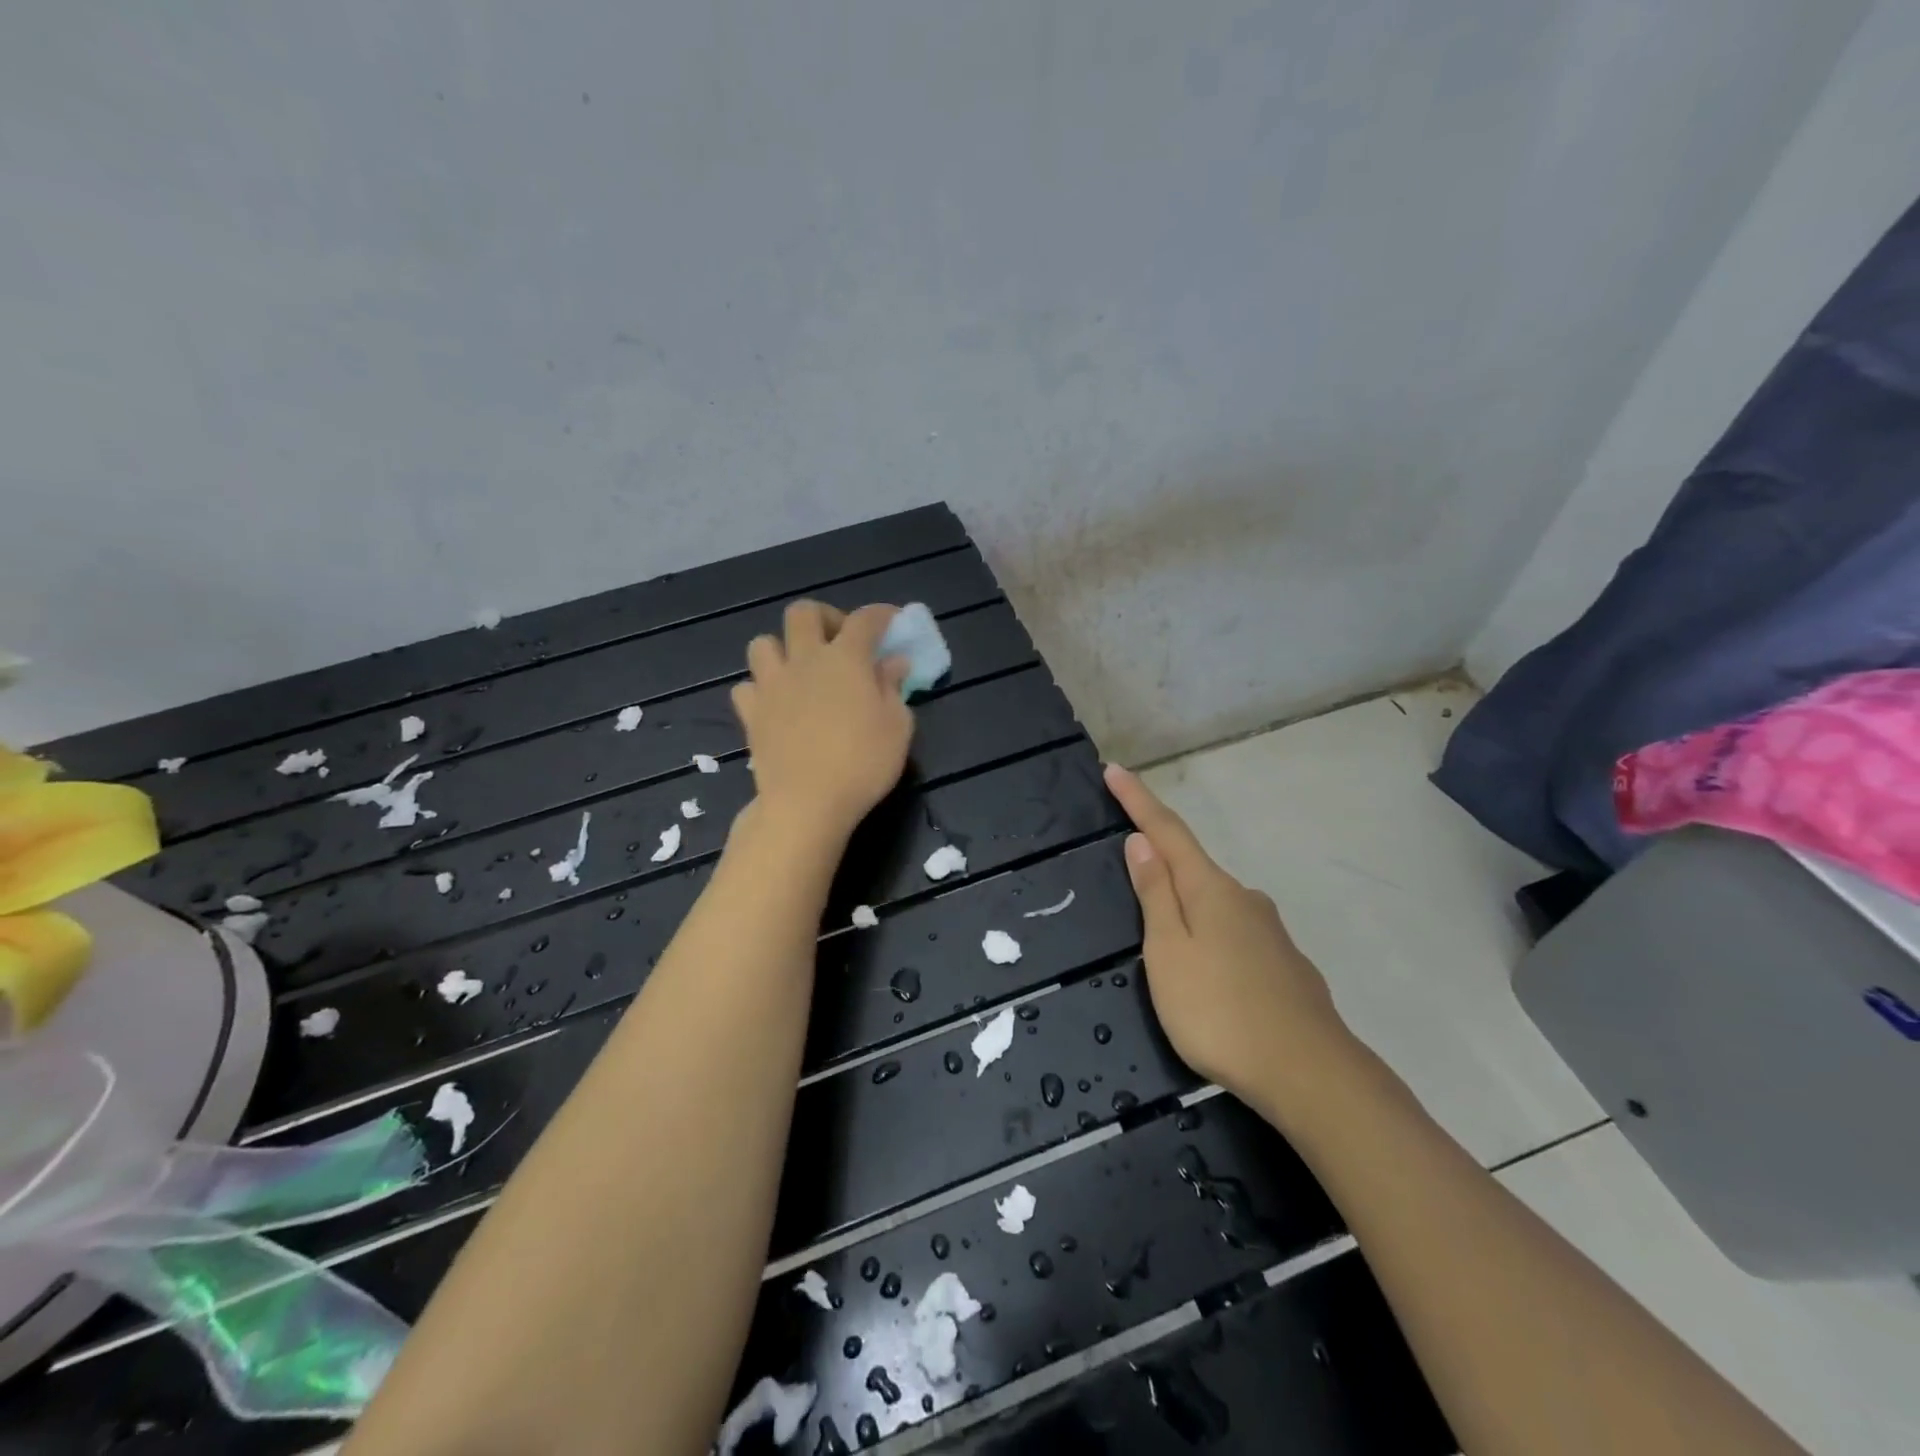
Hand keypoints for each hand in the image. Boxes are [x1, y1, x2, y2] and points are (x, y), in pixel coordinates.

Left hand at [732, 602, 913, 843]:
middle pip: (803, 613)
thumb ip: (893, 688)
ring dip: (783, 648)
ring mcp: (772, 685)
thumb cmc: (862, 764)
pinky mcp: (751, 713)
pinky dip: (760, 689)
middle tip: (839, 641)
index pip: (865, 620)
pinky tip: (775, 704)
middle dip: (824, 617)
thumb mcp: (897, 727)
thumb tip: (892, 663)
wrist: (807, 803)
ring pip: (763, 643)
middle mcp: (804, 660)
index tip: (892, 620)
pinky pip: (746, 686)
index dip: (881, 614)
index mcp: (845, 659)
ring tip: (800, 670)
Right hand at [1103, 764, 1357, 1110]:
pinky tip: (1210, 974)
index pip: (1166, 831)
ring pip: (1216, 904)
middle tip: (1130, 867)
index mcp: (1210, 890)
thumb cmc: (1219, 1011)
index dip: (1137, 800)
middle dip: (1161, 859)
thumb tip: (1141, 842)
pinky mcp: (1284, 965)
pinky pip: (1235, 935)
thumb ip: (1155, 895)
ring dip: (1187, 904)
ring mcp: (1270, 932)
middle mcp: (1244, 899)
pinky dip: (1212, 937)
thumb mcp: (1168, 952)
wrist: (1310, 1074)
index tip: (1113, 770)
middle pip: (1193, 866)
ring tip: (1166, 941)